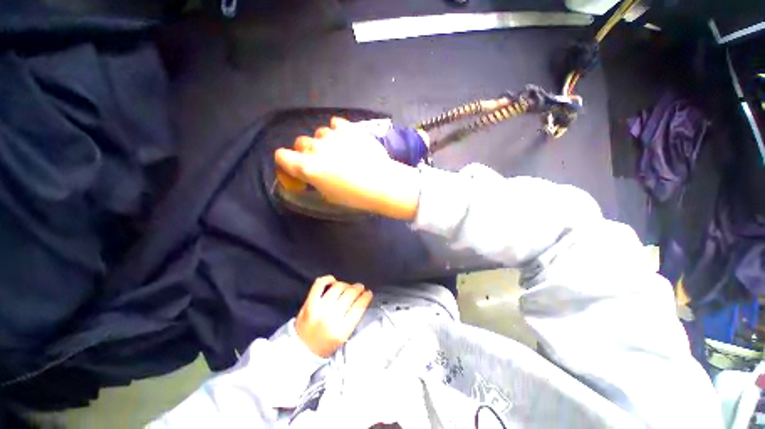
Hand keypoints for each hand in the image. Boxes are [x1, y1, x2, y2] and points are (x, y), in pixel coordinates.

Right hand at [274, 117, 419, 220]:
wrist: (382, 183)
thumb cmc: (355, 196)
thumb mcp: (329, 196)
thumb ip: (315, 181)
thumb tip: (312, 175)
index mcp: (307, 167)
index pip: (281, 156)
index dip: (287, 163)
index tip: (297, 169)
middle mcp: (315, 148)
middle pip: (300, 143)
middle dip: (307, 152)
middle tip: (322, 162)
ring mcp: (332, 136)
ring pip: (319, 133)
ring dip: (324, 142)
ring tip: (339, 151)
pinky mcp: (349, 128)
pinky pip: (336, 124)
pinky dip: (338, 131)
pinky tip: (346, 139)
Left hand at [295, 275, 373, 357]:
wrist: (301, 351)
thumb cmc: (325, 346)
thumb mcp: (344, 338)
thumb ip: (353, 319)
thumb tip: (361, 299)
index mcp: (341, 330)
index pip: (359, 306)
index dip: (366, 297)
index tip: (368, 293)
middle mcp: (330, 318)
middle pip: (349, 294)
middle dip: (358, 289)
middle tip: (360, 288)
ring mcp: (318, 309)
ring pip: (337, 287)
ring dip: (346, 285)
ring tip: (348, 286)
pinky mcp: (308, 303)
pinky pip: (319, 284)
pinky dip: (328, 279)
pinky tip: (333, 281)